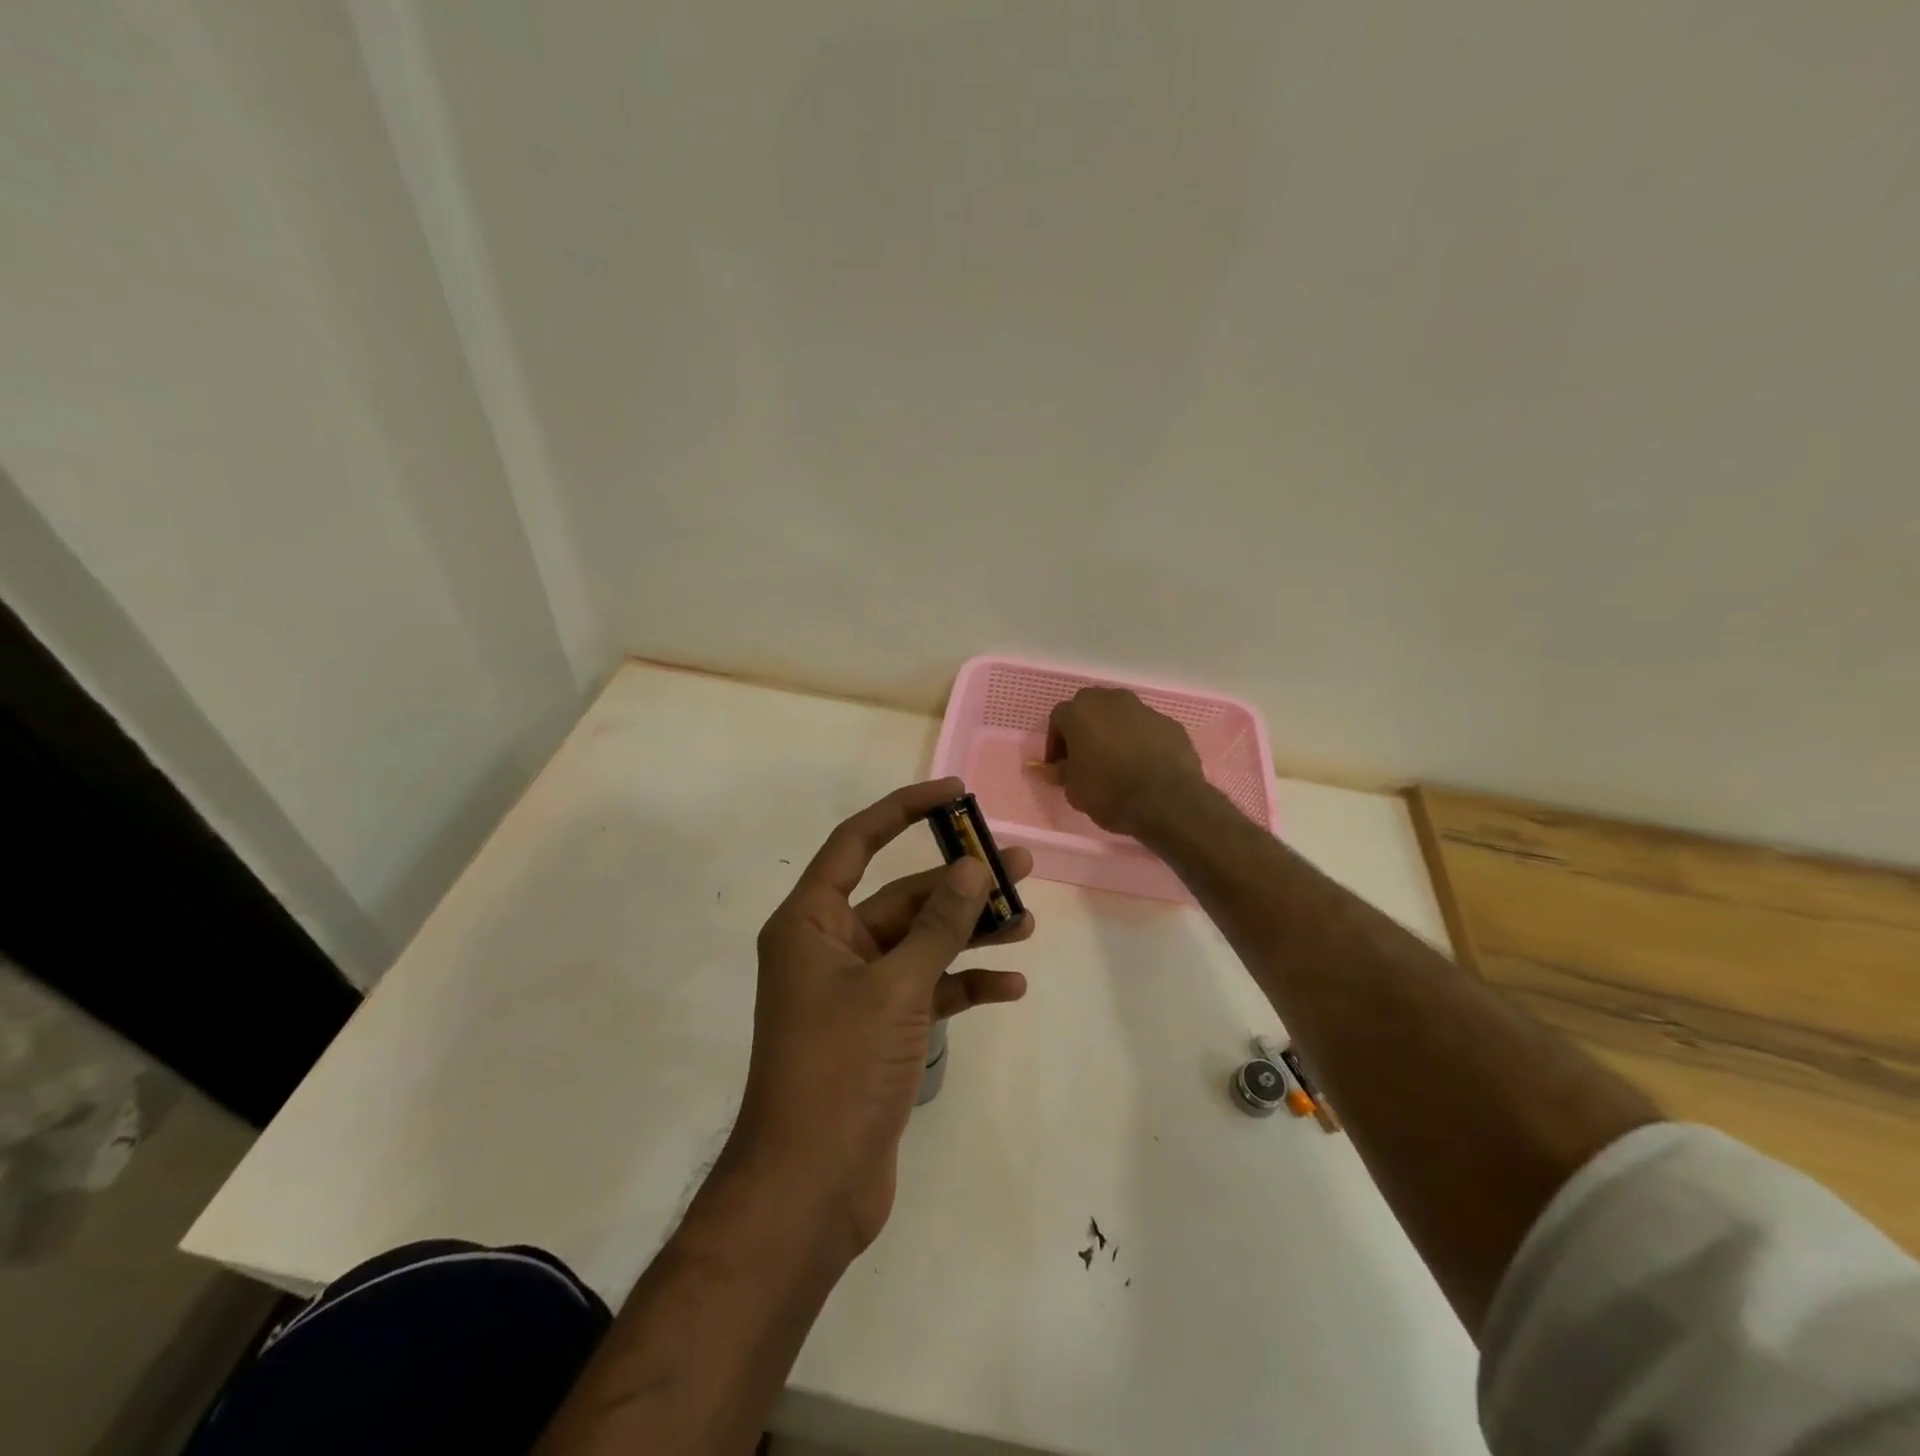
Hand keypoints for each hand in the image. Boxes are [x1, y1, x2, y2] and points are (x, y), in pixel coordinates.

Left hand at [732, 778, 1032, 1259]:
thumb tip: (973, 867)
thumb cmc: (840, 1071)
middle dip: (959, 884)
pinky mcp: (879, 1030)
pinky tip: (1009, 988)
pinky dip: (963, 985)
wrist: (810, 1190)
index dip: (904, 809)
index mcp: (811, 923)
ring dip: (970, 933)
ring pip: (920, 943)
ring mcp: (855, 991)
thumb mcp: (896, 988)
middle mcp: (829, 947)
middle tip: (1019, 864)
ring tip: (1027, 921)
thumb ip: (938, 926)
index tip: (955, 794)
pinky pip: (926, 990)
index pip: (857, 842)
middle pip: (901, 897)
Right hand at [1045, 687, 1207, 837]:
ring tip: (1118, 762)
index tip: (1060, 765)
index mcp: (1081, 711)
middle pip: (1091, 708)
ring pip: (1121, 716)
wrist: (1166, 802)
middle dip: (1086, 729)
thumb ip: (1061, 772)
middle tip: (1086, 758)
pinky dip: (1142, 742)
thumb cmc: (1108, 792)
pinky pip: (1147, 730)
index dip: (1056, 742)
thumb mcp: (1074, 789)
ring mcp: (1144, 709)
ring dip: (1115, 733)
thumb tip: (1054, 768)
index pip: (1059, 719)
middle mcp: (1111, 700)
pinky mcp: (1170, 724)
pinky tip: (1144, 766)